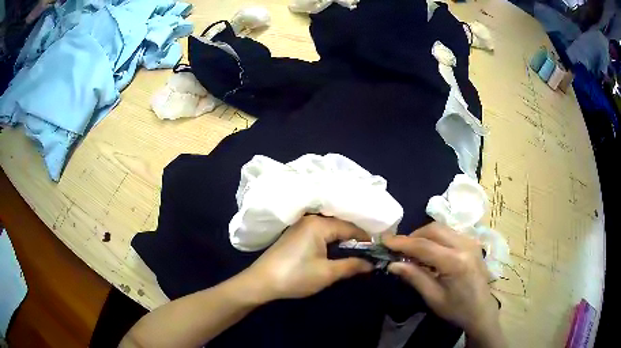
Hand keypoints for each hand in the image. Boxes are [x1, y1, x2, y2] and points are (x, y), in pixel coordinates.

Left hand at [244, 215, 372, 301]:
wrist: (261, 282)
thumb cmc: (296, 276)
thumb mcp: (327, 273)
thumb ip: (352, 266)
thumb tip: (371, 264)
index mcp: (319, 224)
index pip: (351, 227)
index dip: (366, 240)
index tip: (379, 251)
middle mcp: (311, 220)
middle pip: (341, 226)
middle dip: (356, 241)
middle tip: (370, 254)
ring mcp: (301, 226)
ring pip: (331, 231)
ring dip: (343, 242)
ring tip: (357, 255)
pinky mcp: (295, 235)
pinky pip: (320, 234)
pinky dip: (331, 243)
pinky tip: (337, 253)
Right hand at [384, 223, 503, 345]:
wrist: (482, 310)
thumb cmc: (457, 309)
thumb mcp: (433, 298)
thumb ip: (414, 277)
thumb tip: (392, 264)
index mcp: (456, 262)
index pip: (424, 246)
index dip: (402, 242)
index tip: (385, 241)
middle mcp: (465, 245)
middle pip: (434, 229)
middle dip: (413, 236)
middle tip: (399, 249)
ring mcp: (471, 241)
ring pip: (442, 228)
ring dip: (424, 235)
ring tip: (412, 251)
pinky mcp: (472, 243)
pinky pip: (450, 232)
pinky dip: (436, 238)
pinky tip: (430, 251)